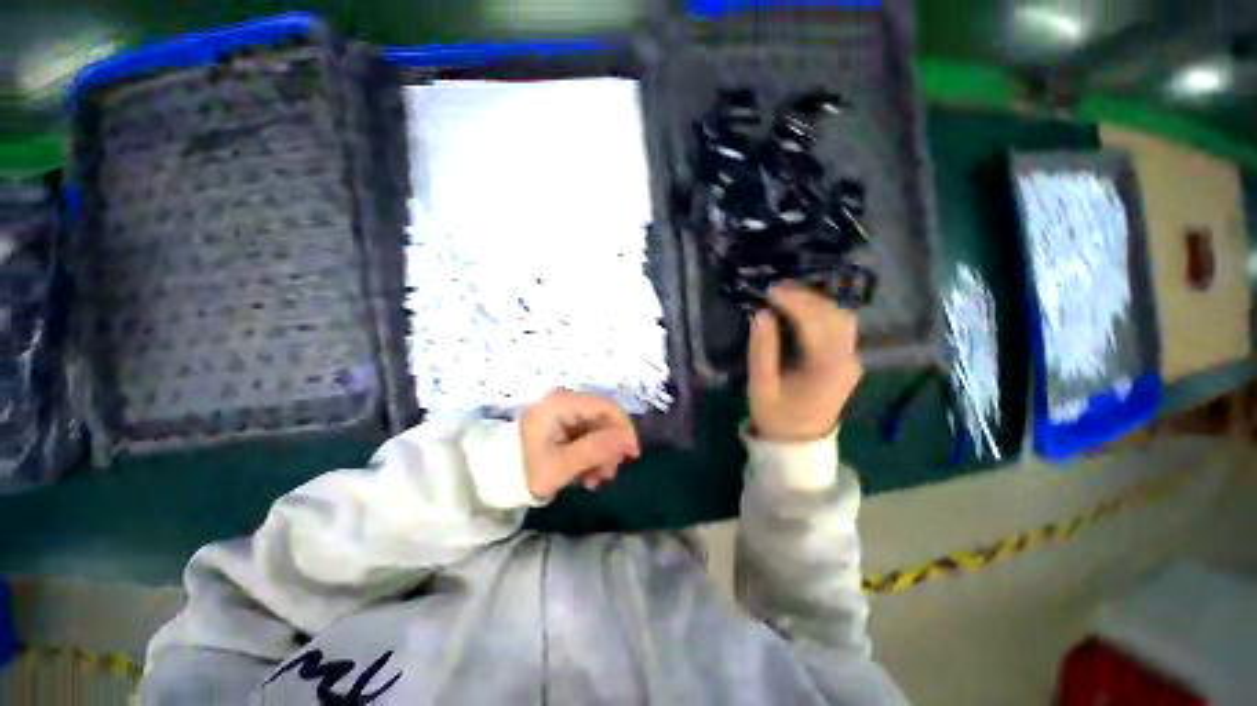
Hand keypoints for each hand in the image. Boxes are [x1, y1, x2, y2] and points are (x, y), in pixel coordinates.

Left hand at [519, 389, 640, 498]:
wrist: (489, 476)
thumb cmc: (523, 470)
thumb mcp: (562, 465)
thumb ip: (596, 449)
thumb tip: (626, 440)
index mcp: (562, 403)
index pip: (607, 407)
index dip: (624, 429)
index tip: (631, 456)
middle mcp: (564, 400)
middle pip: (602, 418)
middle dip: (610, 447)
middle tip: (607, 476)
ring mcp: (561, 410)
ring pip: (595, 428)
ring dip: (600, 454)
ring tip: (594, 482)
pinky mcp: (558, 422)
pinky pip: (584, 433)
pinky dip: (589, 453)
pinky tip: (585, 475)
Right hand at [748, 282, 863, 441]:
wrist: (798, 442)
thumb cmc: (776, 415)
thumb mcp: (761, 385)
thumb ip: (762, 349)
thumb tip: (761, 313)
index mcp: (827, 368)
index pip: (815, 322)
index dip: (794, 301)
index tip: (770, 290)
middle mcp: (847, 359)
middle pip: (835, 315)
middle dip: (806, 296)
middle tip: (776, 288)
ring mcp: (851, 359)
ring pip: (841, 317)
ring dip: (816, 301)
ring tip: (787, 294)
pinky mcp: (846, 360)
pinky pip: (839, 327)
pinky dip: (821, 311)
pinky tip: (801, 308)